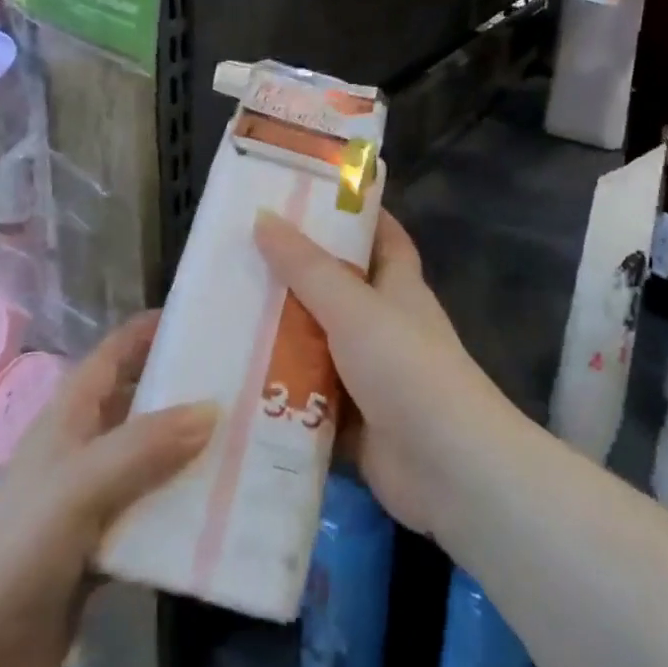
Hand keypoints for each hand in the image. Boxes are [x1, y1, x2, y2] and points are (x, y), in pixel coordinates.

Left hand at [0, 313, 214, 666]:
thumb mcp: (81, 484)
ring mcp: (94, 499)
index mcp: (70, 415)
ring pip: (154, 461)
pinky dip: (184, 509)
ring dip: (193, 454)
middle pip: (142, 404)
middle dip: (187, 392)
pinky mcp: (104, 547)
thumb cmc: (18, 547)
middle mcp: (85, 447)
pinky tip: (225, 509)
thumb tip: (213, 409)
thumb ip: (146, 446)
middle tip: (246, 384)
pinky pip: (154, 515)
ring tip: (250, 442)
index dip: (152, 330)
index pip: (115, 353)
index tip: (206, 318)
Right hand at [254, 209, 508, 538]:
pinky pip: (308, 399)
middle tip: (238, 256)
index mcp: (398, 287)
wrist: (449, 470)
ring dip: (279, 336)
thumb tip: (263, 217)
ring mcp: (368, 375)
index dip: (353, 213)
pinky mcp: (352, 422)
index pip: (381, 236)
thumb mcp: (354, 307)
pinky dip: (279, 393)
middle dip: (294, 275)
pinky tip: (232, 381)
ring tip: (219, 315)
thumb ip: (307, 268)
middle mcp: (384, 325)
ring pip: (317, 345)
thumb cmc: (407, 369)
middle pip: (337, 290)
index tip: (307, 196)